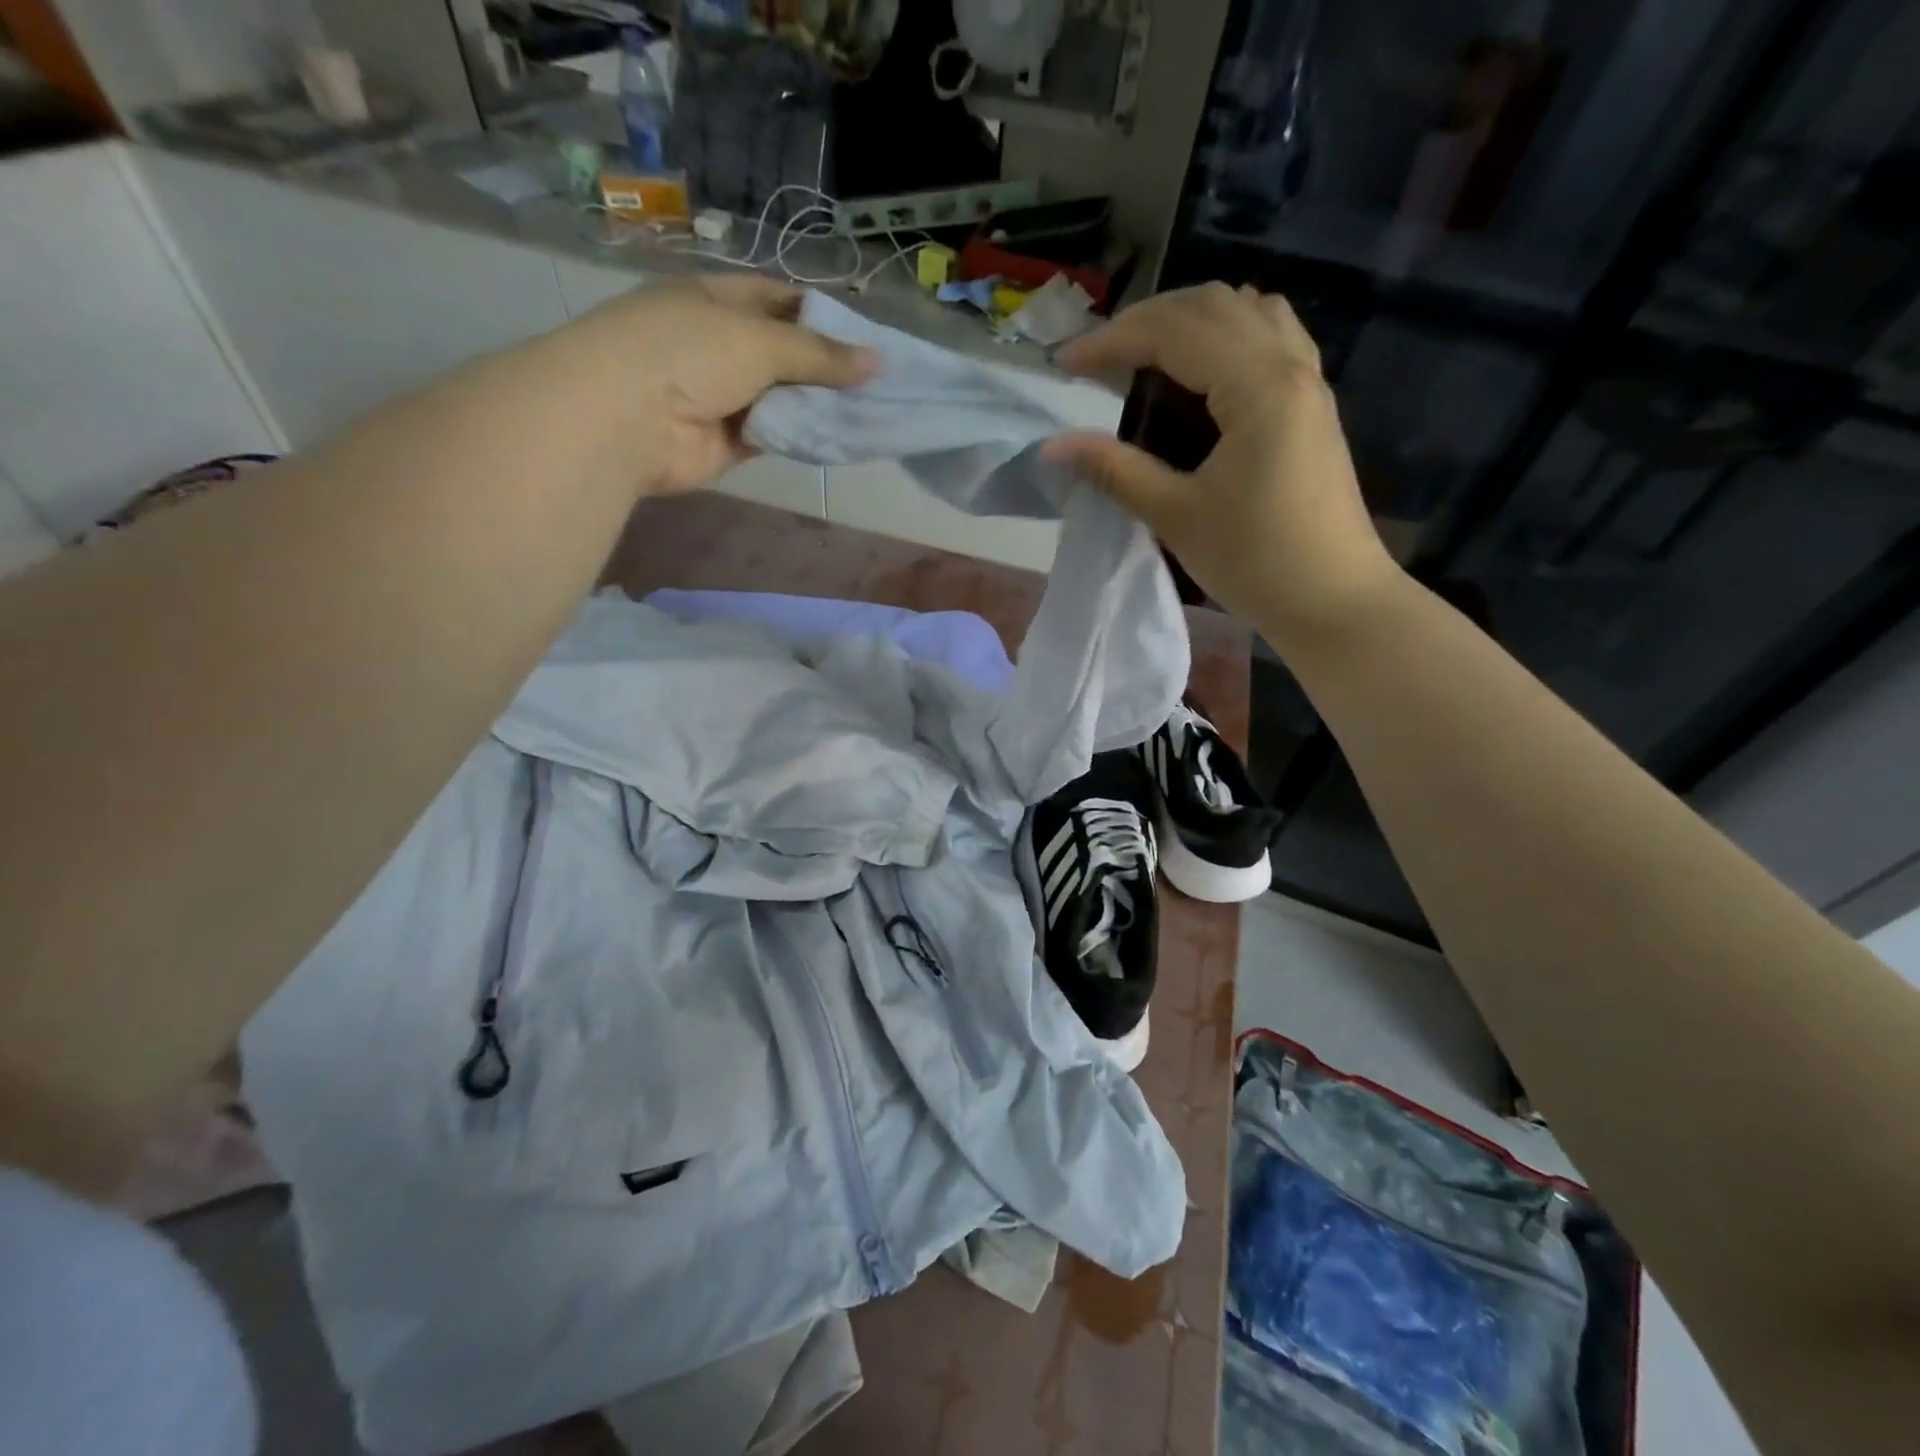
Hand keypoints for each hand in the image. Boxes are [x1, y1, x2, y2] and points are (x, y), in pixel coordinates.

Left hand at [570, 276, 874, 496]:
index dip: (821, 315)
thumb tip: (877, 362)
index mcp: (716, 300)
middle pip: (785, 353)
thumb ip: (819, 355)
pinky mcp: (727, 442)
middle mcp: (719, 344)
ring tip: (870, 410)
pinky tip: (839, 436)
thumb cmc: (686, 354)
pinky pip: (775, 435)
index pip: (779, 300)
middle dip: (827, 366)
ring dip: (818, 405)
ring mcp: (722, 395)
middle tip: (879, 381)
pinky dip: (802, 436)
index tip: (865, 336)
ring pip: (782, 398)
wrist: (625, 420)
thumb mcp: (759, 341)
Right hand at [1045, 284, 1400, 639]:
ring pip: (1246, 311)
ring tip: (1144, 356)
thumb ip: (1115, 471)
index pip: (1175, 331)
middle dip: (1146, 321)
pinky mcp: (1312, 404)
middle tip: (1098, 359)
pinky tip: (1200, 372)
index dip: (1112, 340)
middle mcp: (1289, 365)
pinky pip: (1270, 336)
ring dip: (1188, 320)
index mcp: (1259, 386)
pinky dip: (1225, 335)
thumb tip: (1051, 448)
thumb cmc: (1256, 562)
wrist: (1334, 600)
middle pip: (1212, 304)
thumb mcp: (1177, 516)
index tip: (1064, 365)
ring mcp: (1308, 381)